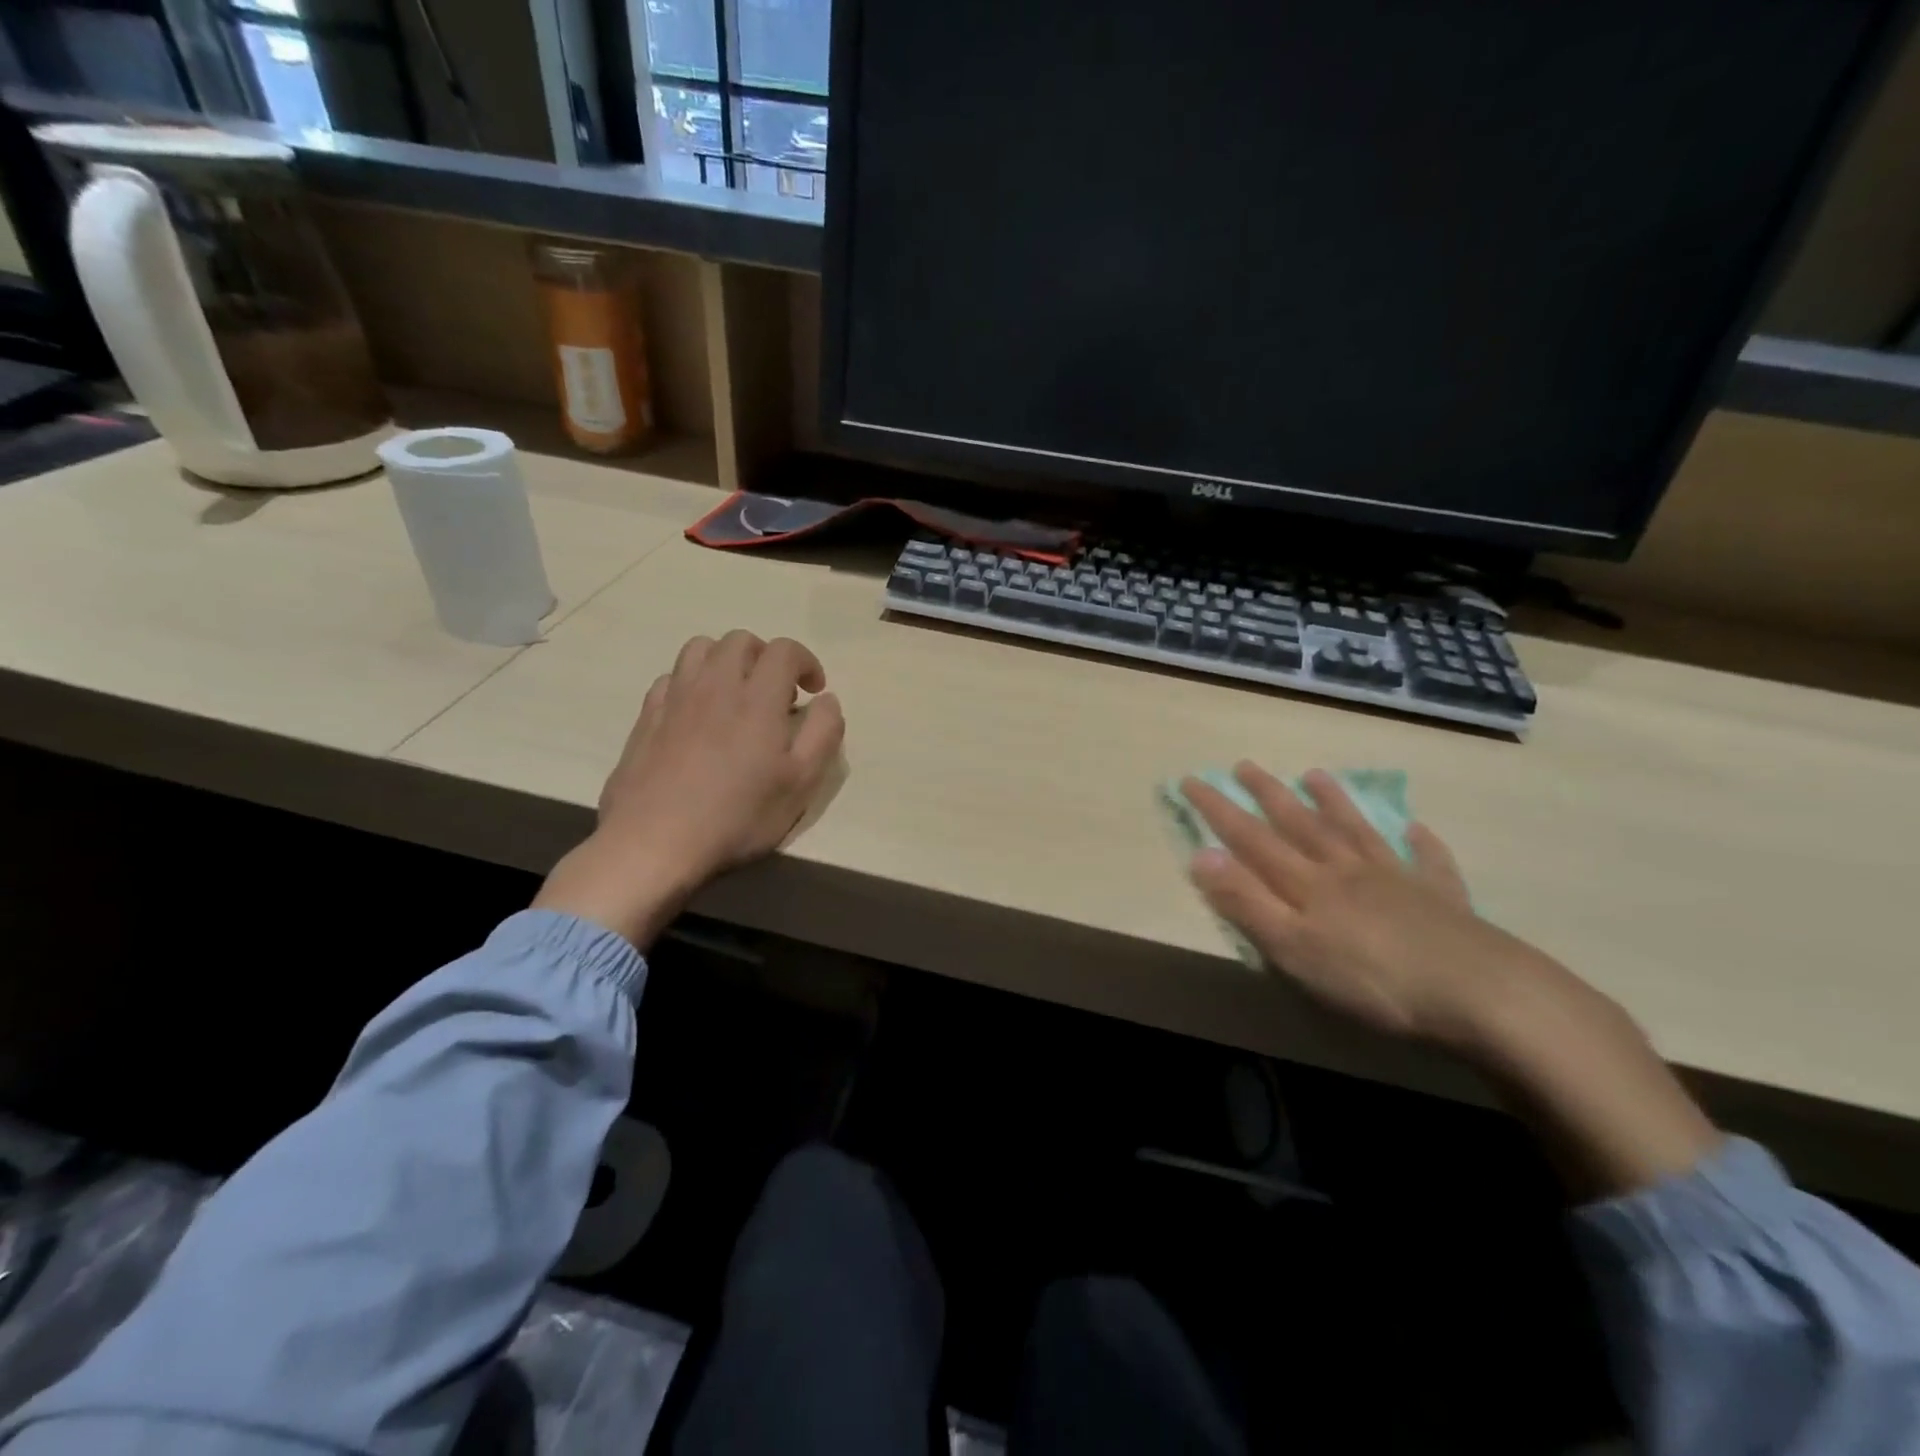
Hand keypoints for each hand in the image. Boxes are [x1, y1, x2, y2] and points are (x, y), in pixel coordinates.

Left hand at [534, 631, 844, 948]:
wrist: (654, 841)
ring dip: (725, 660)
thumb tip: (827, 700)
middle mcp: (715, 685)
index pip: (784, 650)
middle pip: (740, 641)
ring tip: (736, 693)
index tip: (813, 690)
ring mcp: (675, 698)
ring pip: (700, 649)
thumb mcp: (801, 784)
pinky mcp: (646, 717)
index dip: (806, 662)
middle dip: (766, 656)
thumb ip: (823, 733)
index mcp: (758, 698)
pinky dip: (692, 683)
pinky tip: (697, 713)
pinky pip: (671, 678)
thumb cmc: (737, 815)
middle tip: (777, 693)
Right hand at [1184, 763, 1554, 1050]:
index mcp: (1308, 884)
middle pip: (1301, 824)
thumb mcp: (1293, 948)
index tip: (1191, 780)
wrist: (1481, 994)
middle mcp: (1346, 870)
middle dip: (1268, 794)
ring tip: (1316, 774)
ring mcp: (1397, 880)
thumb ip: (1246, 902)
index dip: (1218, 810)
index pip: (1251, 838)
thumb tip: (1200, 855)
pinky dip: (1421, 844)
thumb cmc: (1373, 979)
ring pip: (1356, 831)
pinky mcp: (1441, 900)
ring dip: (1334, 802)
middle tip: (1245, 765)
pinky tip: (1417, 829)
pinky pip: (1428, 863)